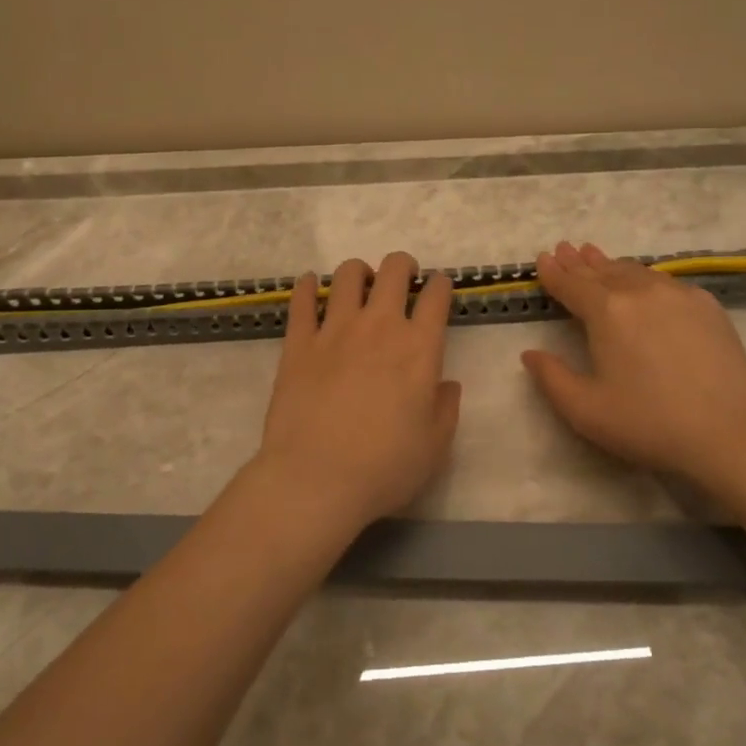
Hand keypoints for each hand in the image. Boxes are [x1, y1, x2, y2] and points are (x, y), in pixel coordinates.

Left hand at [253, 251, 461, 539]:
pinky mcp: (299, 342)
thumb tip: (447, 383)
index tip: (438, 288)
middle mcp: (380, 326)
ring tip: (361, 285)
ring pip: (348, 275)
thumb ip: (446, 408)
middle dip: (403, 266)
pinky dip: (308, 286)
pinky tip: (311, 285)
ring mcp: (335, 330)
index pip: (436, 296)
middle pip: (394, 269)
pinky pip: (303, 300)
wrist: (316, 479)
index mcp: (419, 348)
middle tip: (403, 280)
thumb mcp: (435, 446)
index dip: (441, 285)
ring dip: (360, 272)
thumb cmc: (385, 468)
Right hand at [521, 241, 745, 492]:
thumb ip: (551, 378)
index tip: (543, 258)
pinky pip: (665, 281)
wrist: (728, 434)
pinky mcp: (707, 305)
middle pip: (602, 271)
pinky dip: (643, 277)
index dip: (554, 272)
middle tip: (565, 249)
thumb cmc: (648, 424)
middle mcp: (640, 291)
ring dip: (611, 265)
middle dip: (580, 262)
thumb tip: (530, 353)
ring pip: (635, 271)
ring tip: (596, 257)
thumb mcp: (585, 411)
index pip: (572, 284)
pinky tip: (642, 283)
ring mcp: (678, 294)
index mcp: (607, 311)